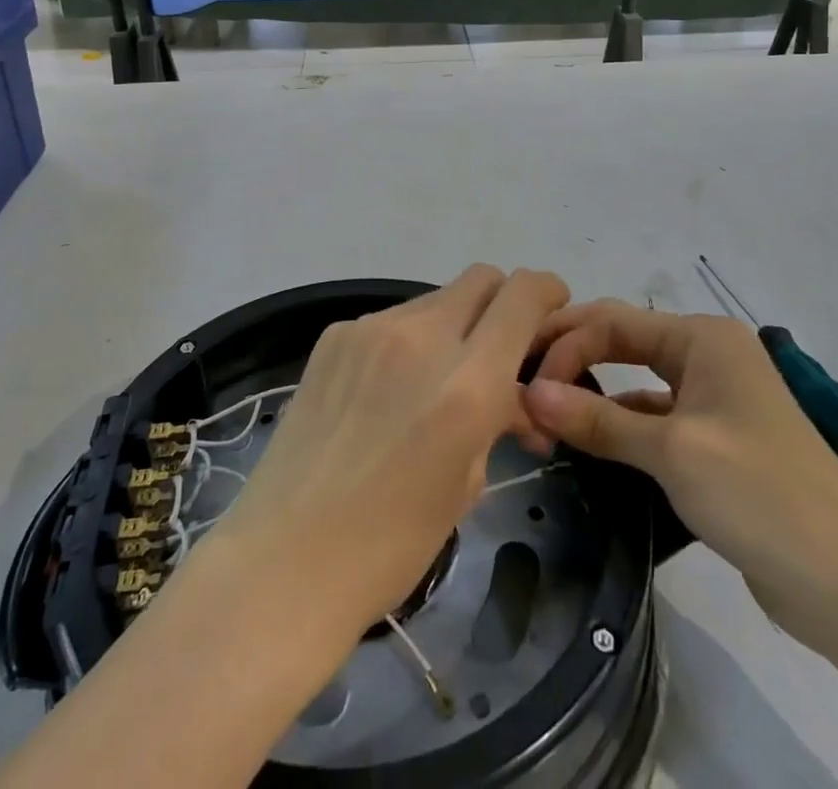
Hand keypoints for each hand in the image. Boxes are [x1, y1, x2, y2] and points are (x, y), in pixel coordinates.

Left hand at [202, 266, 570, 642]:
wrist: (286, 557)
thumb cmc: (391, 544)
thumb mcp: (467, 484)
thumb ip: (495, 419)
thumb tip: (510, 397)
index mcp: (468, 382)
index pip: (523, 295)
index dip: (547, 290)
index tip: (551, 308)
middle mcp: (421, 337)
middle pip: (480, 279)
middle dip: (501, 303)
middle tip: (498, 350)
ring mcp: (370, 329)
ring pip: (434, 300)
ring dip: (451, 327)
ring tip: (434, 384)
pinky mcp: (334, 335)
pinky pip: (390, 321)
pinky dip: (406, 343)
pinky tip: (386, 392)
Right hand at [522, 301, 837, 655]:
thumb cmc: (759, 494)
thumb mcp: (671, 452)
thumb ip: (596, 420)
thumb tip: (529, 394)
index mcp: (702, 337)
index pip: (612, 321)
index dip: (564, 346)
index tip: (526, 385)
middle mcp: (707, 355)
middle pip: (622, 340)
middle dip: (572, 357)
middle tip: (521, 381)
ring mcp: (713, 398)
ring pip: (634, 380)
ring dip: (592, 394)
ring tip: (543, 413)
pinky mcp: (714, 440)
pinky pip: (652, 417)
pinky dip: (618, 425)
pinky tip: (587, 444)